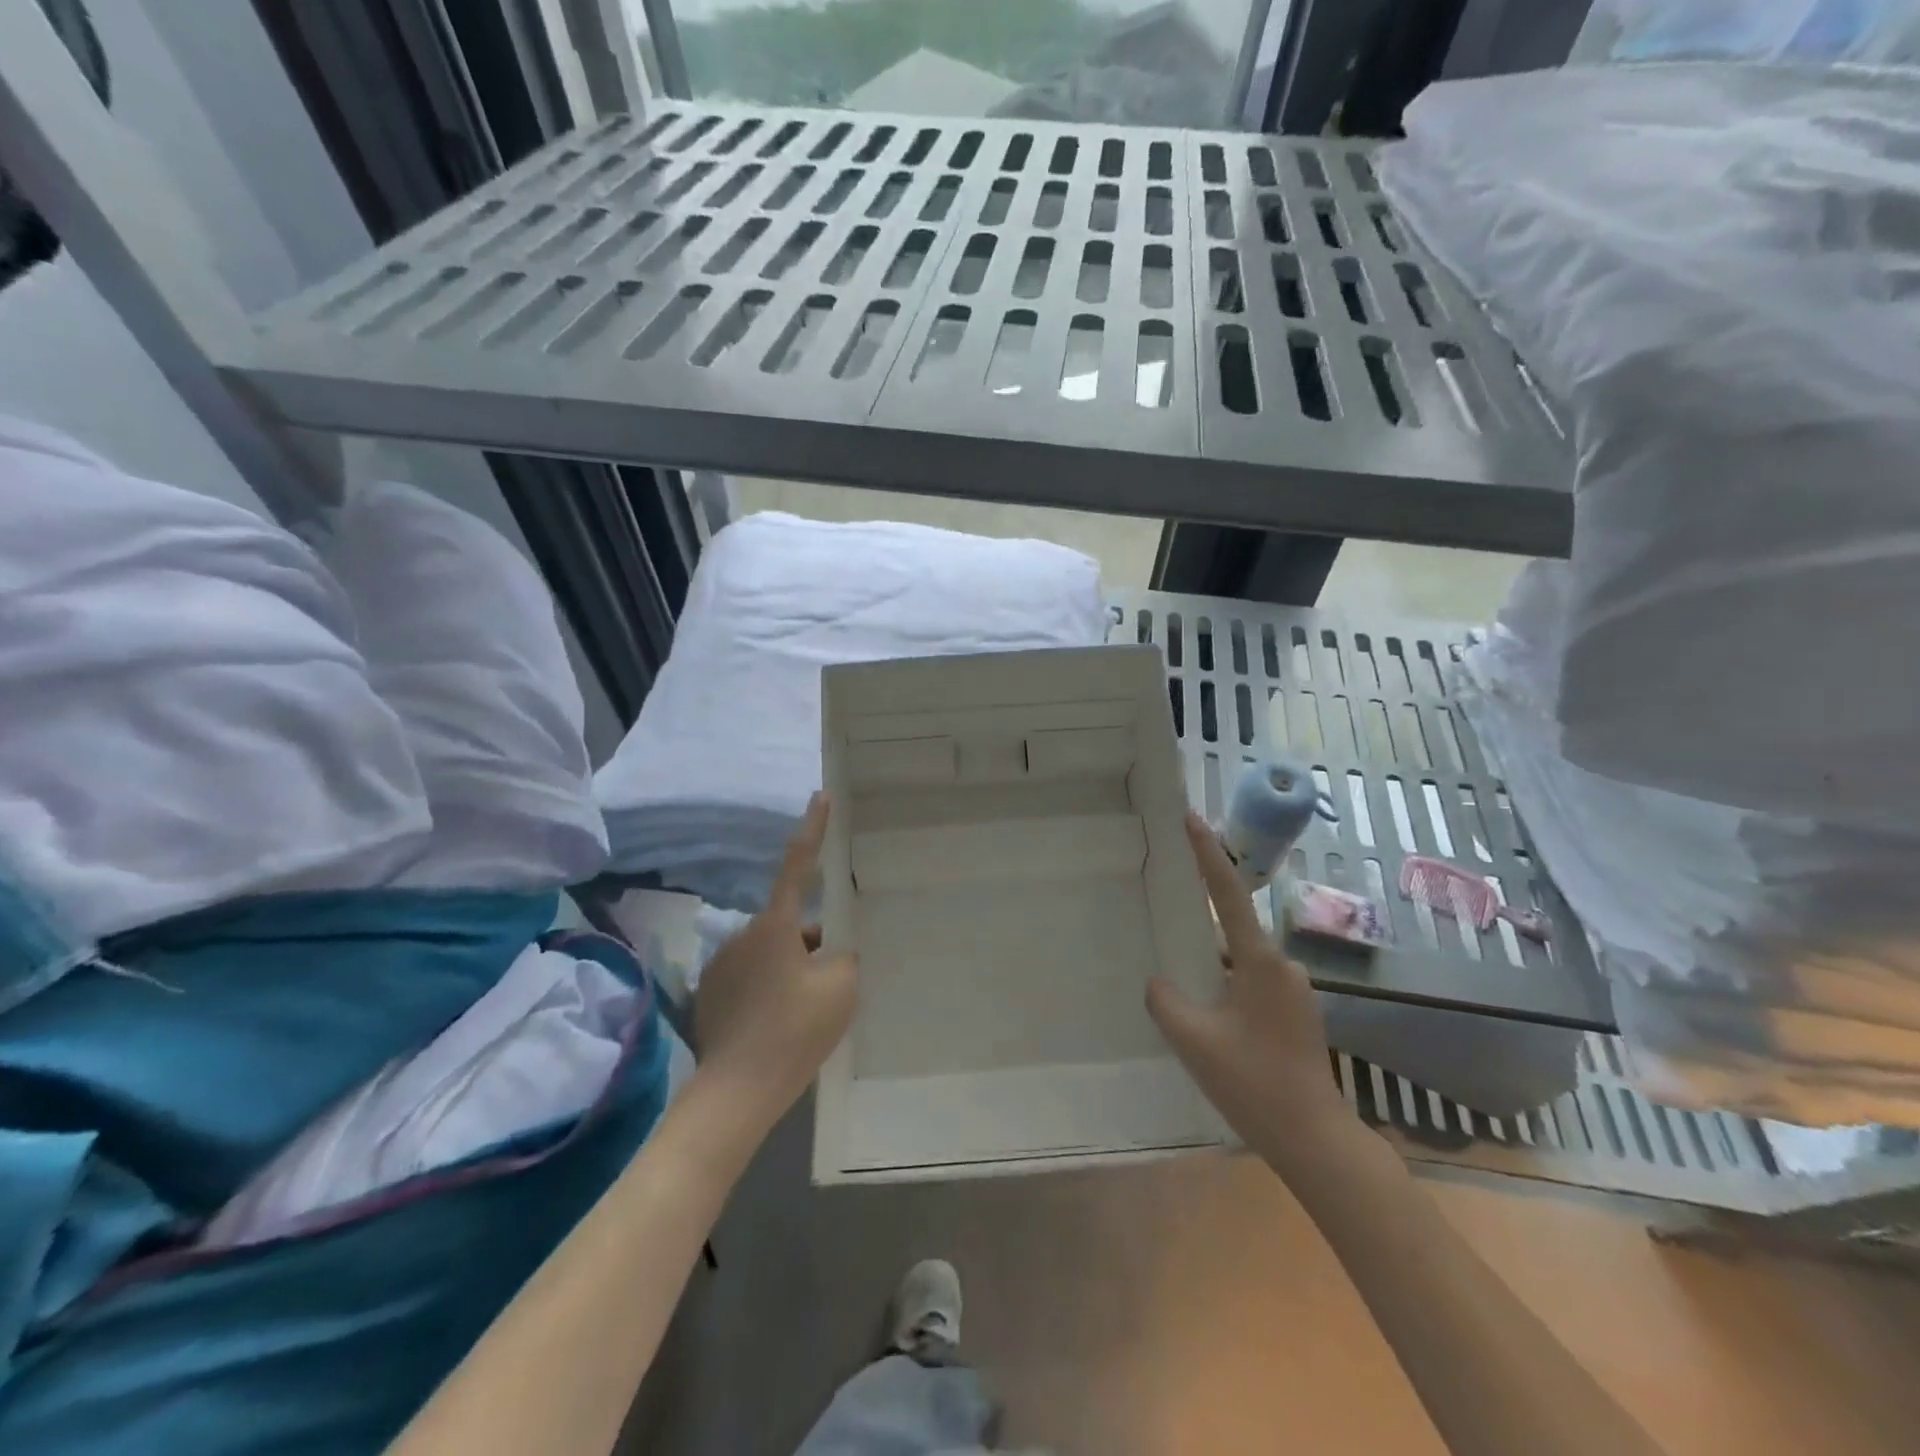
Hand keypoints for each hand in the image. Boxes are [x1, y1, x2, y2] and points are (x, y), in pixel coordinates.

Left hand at [693, 794, 857, 1124]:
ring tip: (805, 1011)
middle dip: (811, 940)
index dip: (813, 829)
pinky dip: (768, 987)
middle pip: (789, 923)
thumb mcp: (840, 988)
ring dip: (789, 966)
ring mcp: (722, 964)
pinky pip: (750, 975)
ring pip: (770, 951)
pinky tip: (776, 1024)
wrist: (736, 1091)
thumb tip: (830, 950)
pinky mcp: (708, 993)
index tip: (820, 797)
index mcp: (777, 924)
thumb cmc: (795, 1031)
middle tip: (831, 978)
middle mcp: (743, 934)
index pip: (798, 864)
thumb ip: (844, 957)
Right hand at [1147, 813, 1350, 1168]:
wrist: (1315, 1140)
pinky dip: (1226, 988)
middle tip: (1167, 919)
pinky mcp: (1295, 1015)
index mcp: (1260, 962)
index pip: (1227, 894)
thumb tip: (1160, 982)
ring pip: (1240, 963)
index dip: (1208, 853)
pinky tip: (1209, 1017)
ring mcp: (1293, 992)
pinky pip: (1251, 985)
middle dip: (1201, 922)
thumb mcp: (1193, 1040)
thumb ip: (1166, 999)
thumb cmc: (1254, 1083)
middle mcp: (1283, 966)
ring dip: (1212, 966)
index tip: (1192, 817)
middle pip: (1232, 929)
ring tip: (1182, 985)